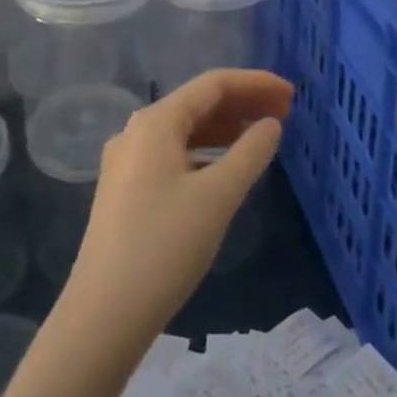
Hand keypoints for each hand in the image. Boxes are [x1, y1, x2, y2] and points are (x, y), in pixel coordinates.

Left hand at [64, 69, 292, 355]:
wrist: (105, 313)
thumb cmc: (165, 246)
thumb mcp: (218, 196)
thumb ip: (250, 153)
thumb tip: (271, 125)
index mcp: (156, 122)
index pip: (213, 84)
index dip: (255, 83)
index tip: (291, 94)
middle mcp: (137, 132)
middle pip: (198, 103)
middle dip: (243, 104)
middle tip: (285, 113)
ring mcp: (128, 162)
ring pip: (186, 130)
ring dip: (225, 128)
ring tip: (262, 137)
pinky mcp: (127, 189)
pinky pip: (174, 154)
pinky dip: (206, 152)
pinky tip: (226, 168)